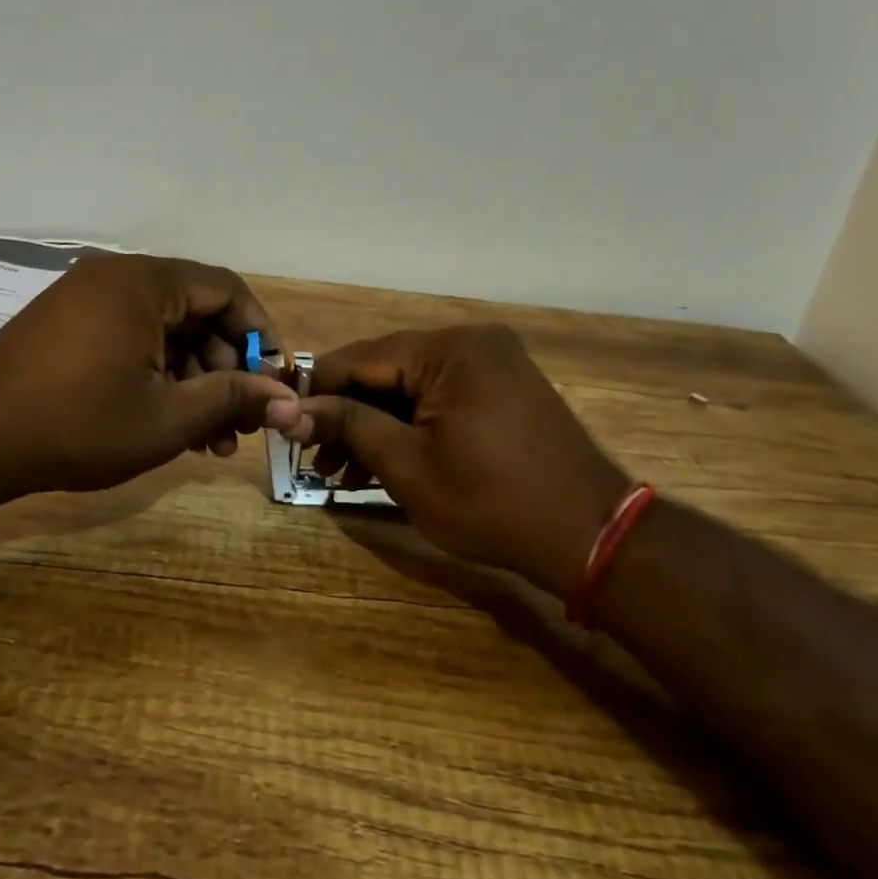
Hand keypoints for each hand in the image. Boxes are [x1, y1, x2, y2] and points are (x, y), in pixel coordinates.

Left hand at [0, 254, 301, 496]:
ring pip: (166, 333)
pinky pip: (133, 340)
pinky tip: (169, 424)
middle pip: (197, 313)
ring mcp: (89, 299)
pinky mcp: (70, 325)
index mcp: (146, 283)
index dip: (261, 336)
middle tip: (239, 424)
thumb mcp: (167, 418)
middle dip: (227, 370)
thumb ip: (232, 399)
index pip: (227, 291)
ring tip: (210, 441)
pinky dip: (158, 376)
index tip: (275, 382)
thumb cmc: (77, 424)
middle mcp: (119, 278)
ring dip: (194, 382)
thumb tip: (289, 400)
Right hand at [296, 326, 628, 594]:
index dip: (316, 391)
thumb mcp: (408, 466)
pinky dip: (410, 426)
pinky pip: (439, 397)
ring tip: (343, 474)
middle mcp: (470, 342)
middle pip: (385, 371)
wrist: (591, 536)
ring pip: (410, 386)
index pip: (359, 358)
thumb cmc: (492, 503)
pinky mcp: (502, 387)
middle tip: (316, 461)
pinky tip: (384, 464)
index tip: (286, 426)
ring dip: (375, 425)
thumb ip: (348, 426)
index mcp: (448, 350)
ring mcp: (491, 363)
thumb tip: (290, 411)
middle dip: (347, 416)